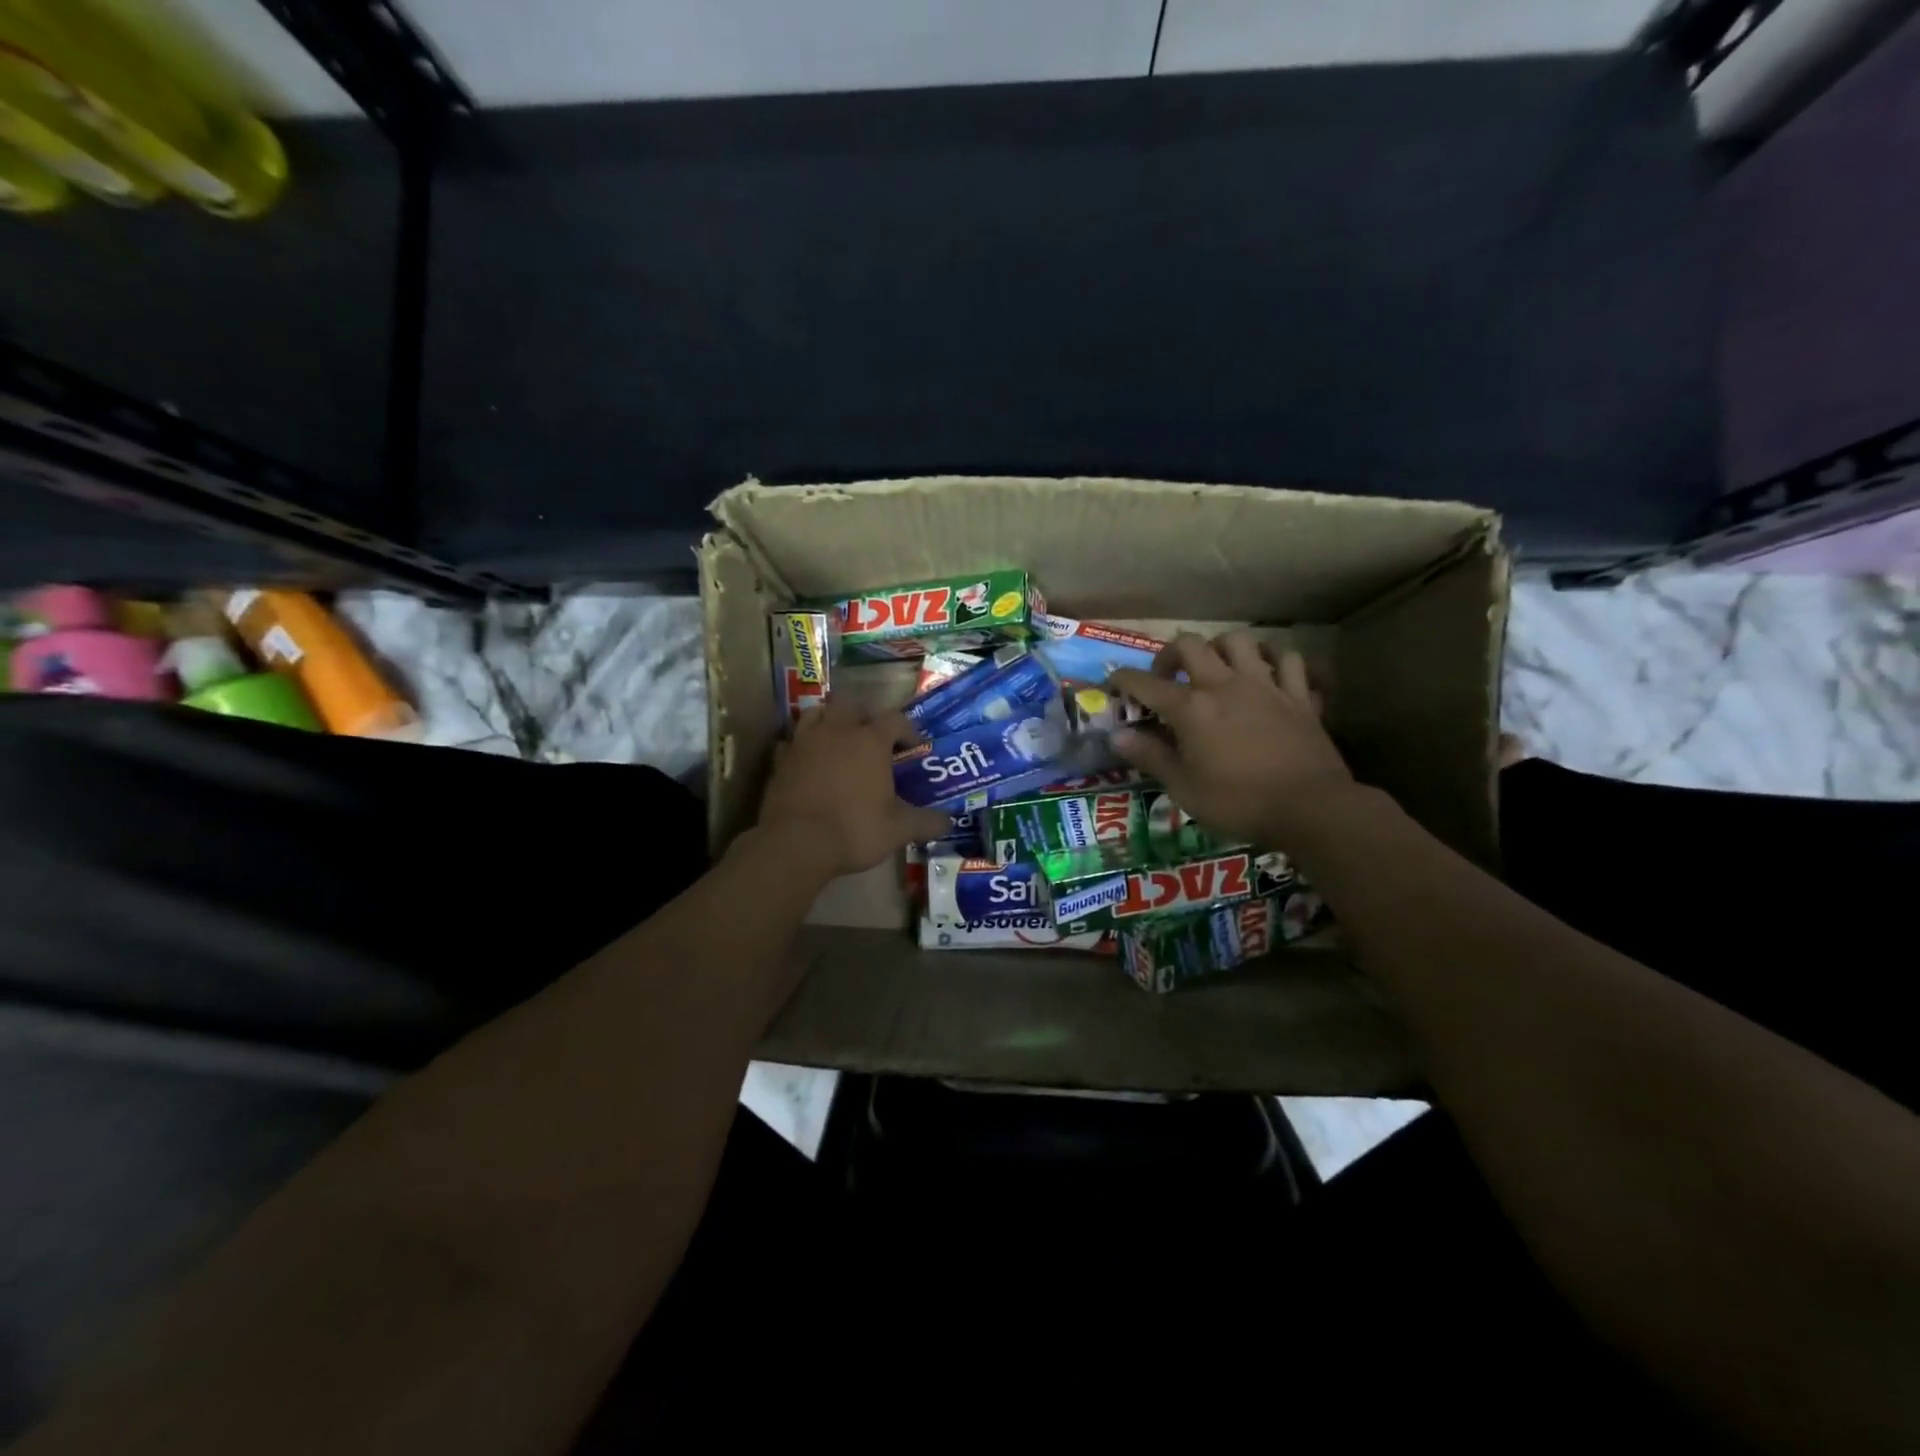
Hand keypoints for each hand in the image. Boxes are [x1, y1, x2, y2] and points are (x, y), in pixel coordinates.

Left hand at [757, 698, 951, 878]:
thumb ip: (927, 822)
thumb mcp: (899, 830)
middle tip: (873, 737)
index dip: (908, 730)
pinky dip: (802, 746)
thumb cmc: (854, 830)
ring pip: (817, 713)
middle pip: (851, 704)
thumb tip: (949, 822)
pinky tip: (808, 761)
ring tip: (839, 740)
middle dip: (864, 715)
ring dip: (830, 721)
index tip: (914, 748)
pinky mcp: (781, 759)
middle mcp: (837, 731)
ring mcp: (804, 742)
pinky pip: (792, 741)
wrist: (795, 844)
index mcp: (870, 740)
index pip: (895, 720)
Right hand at [1108, 632, 1354, 848]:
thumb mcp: (1183, 787)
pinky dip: (1274, 659)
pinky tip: (1267, 672)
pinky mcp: (1298, 695)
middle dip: (1170, 654)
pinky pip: (1288, 660)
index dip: (1123, 680)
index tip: (1113, 683)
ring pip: (1240, 641)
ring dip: (1220, 648)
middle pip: (1191, 645)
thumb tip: (1118, 736)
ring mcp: (1265, 686)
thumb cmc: (1238, 802)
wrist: (1310, 808)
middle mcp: (1224, 685)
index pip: (1145, 683)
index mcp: (1191, 708)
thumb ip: (1150, 756)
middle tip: (1167, 676)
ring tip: (1215, 666)